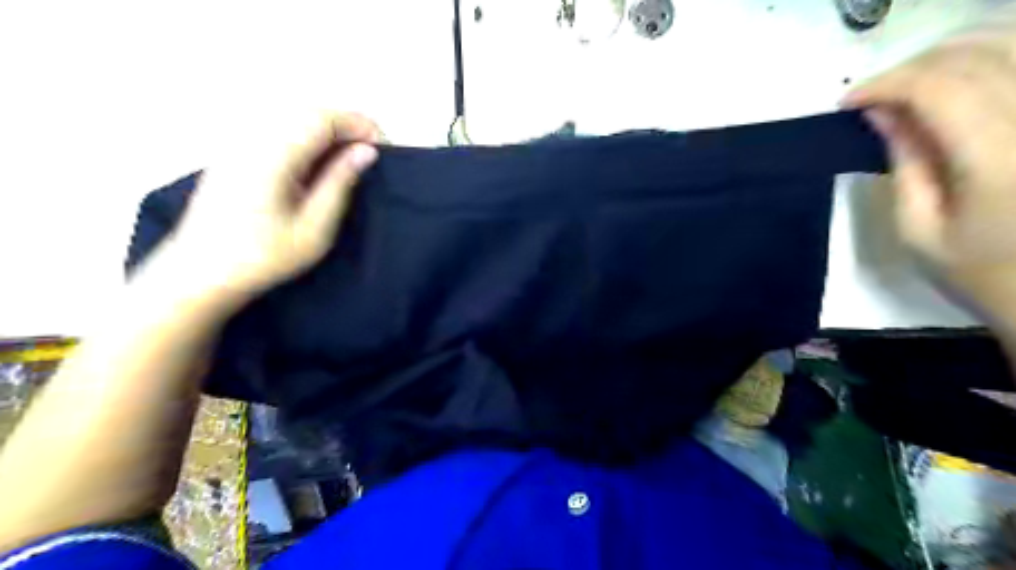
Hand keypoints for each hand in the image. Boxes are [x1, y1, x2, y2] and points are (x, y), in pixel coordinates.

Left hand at [158, 110, 379, 301]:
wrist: (201, 271)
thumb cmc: (263, 256)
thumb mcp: (314, 227)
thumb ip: (340, 183)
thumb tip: (366, 152)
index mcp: (272, 156)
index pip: (322, 118)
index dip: (357, 125)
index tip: (382, 146)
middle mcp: (252, 139)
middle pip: (306, 110)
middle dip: (345, 124)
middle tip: (369, 153)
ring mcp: (239, 143)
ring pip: (291, 115)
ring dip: (326, 129)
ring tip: (348, 158)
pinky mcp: (234, 152)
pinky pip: (276, 127)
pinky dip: (306, 136)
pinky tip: (316, 162)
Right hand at [848, 9, 1014, 321]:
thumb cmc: (984, 271)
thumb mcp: (920, 229)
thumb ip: (904, 165)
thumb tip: (881, 114)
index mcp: (999, 158)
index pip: (939, 88)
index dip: (887, 84)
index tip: (848, 102)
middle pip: (975, 55)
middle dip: (912, 67)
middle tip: (875, 96)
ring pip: (1010, 42)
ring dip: (950, 54)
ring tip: (911, 84)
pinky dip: (991, 55)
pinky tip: (961, 78)